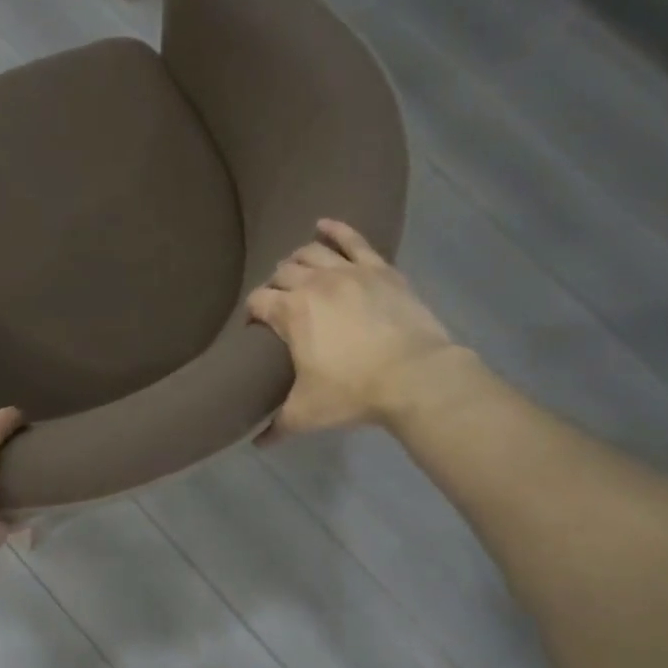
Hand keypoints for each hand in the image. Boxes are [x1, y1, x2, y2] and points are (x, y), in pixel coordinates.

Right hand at [247, 219, 455, 441]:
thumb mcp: (307, 414)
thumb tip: (258, 443)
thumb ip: (277, 425)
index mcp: (290, 312)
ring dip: (298, 259)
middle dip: (275, 285)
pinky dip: (336, 230)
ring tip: (297, 269)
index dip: (252, 313)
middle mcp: (313, 283)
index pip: (257, 302)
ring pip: (312, 252)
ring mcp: (348, 271)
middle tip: (280, 303)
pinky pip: (353, 240)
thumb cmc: (353, 393)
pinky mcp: (380, 269)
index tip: (254, 327)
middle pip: (282, 272)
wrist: (415, 377)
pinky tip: (324, 225)